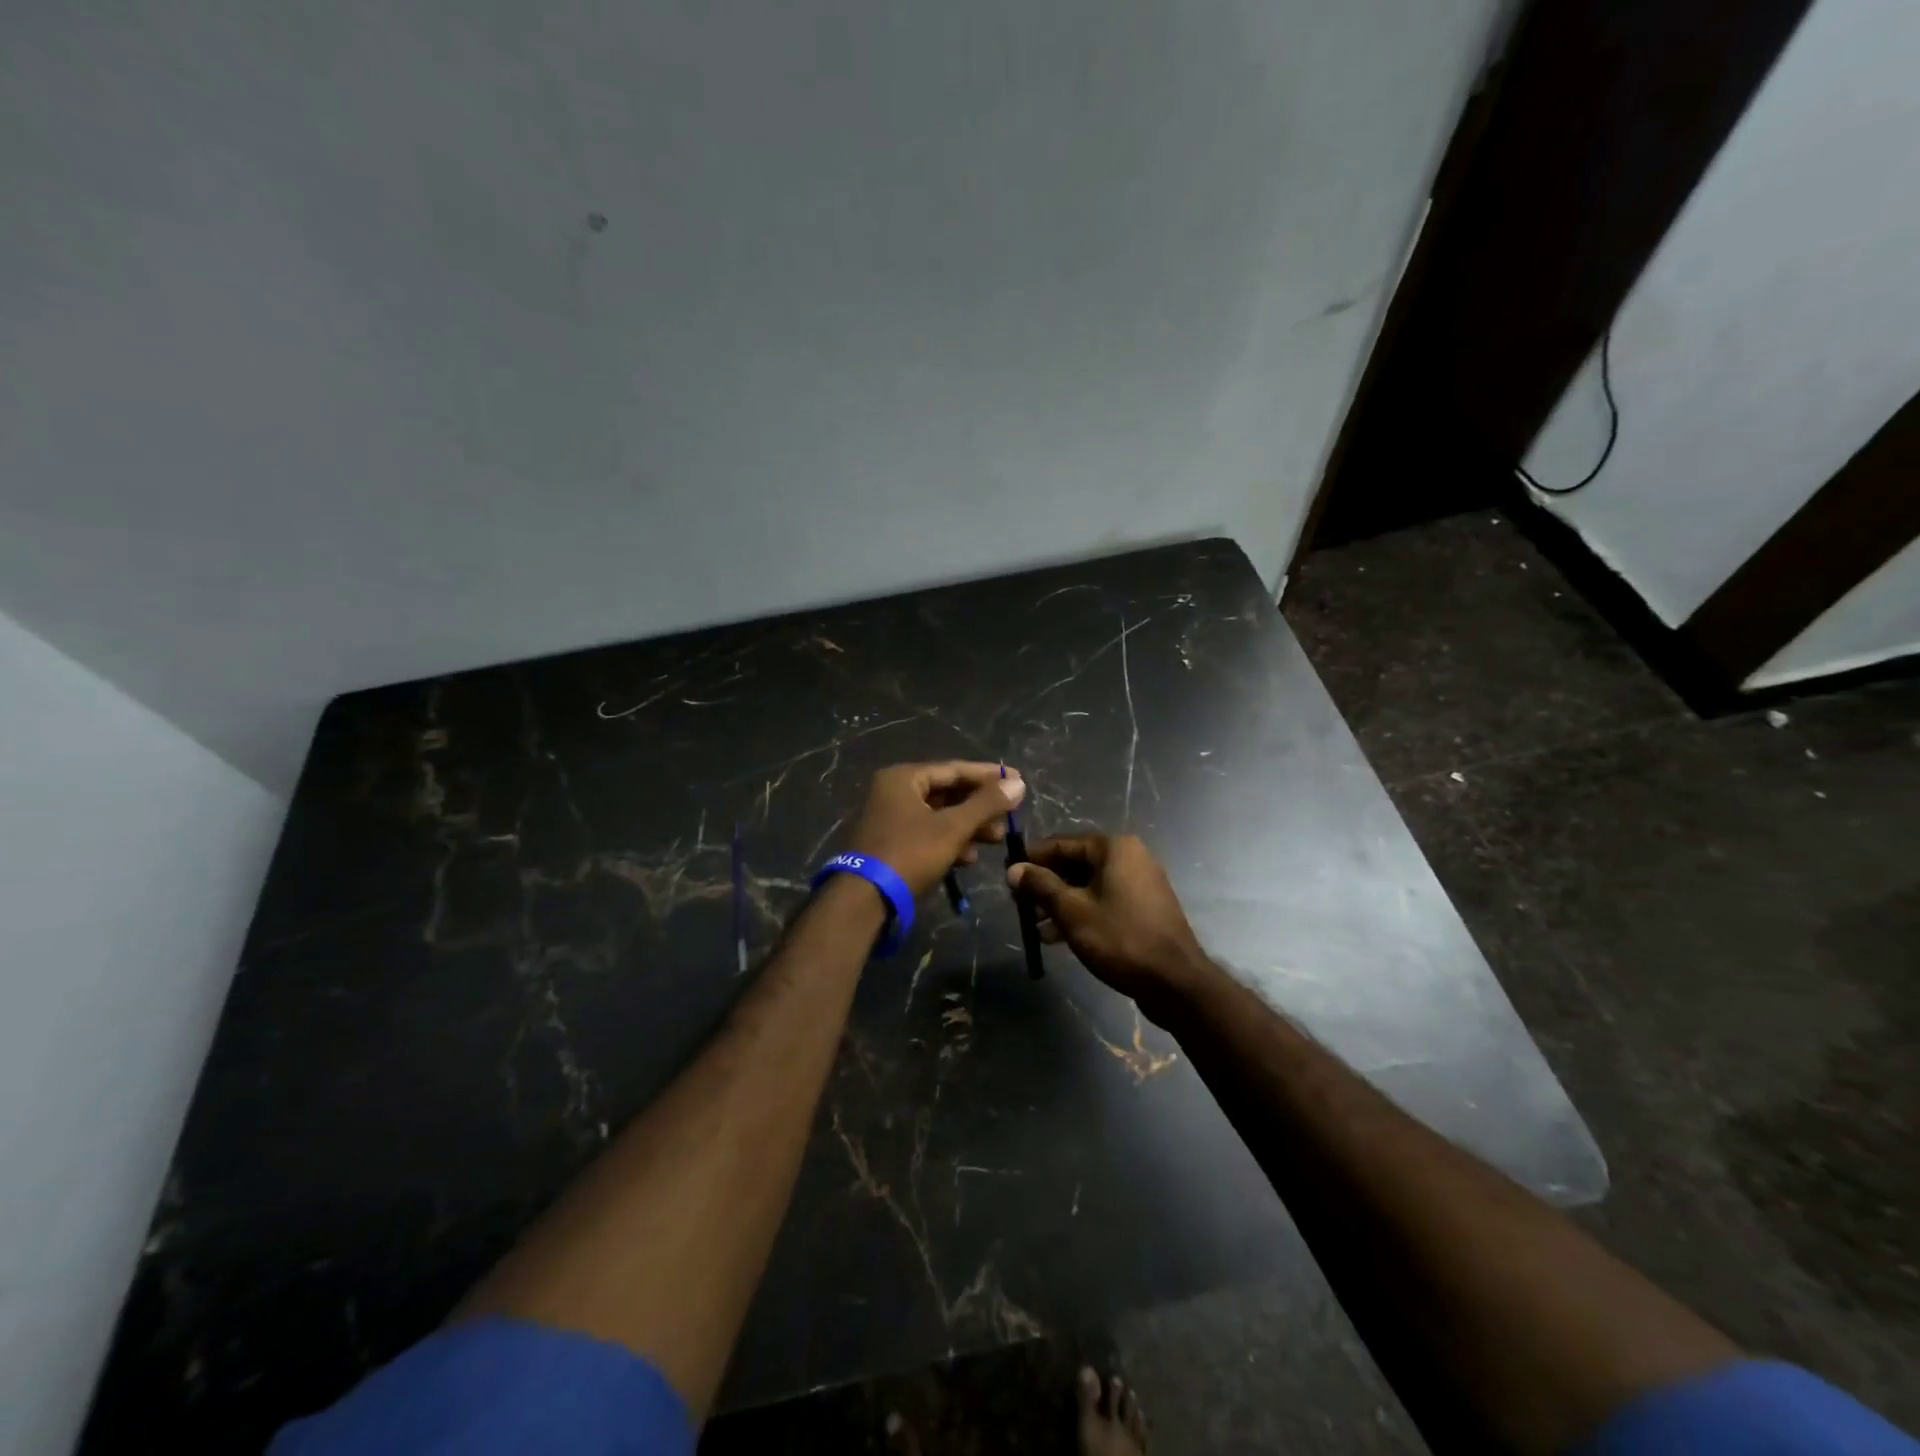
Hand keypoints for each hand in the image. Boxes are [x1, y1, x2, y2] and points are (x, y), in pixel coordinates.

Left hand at [843, 762, 1026, 897]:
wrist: (865, 899)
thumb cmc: (910, 854)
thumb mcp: (953, 828)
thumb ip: (986, 804)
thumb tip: (1018, 782)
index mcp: (904, 778)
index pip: (955, 769)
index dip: (989, 776)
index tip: (1018, 780)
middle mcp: (895, 792)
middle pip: (948, 793)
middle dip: (980, 807)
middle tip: (1008, 818)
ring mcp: (891, 819)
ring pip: (940, 816)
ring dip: (969, 827)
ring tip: (995, 839)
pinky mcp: (893, 844)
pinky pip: (929, 834)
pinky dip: (951, 842)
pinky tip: (969, 858)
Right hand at [1007, 834, 1208, 1011]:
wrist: (1175, 982)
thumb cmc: (1120, 938)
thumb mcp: (1072, 911)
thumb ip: (1041, 886)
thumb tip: (1013, 870)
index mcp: (1114, 848)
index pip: (1061, 843)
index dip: (1032, 859)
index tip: (1007, 874)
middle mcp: (1129, 857)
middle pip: (1075, 864)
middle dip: (1045, 885)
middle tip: (1019, 904)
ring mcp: (1139, 883)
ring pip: (1088, 885)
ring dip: (1059, 903)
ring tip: (1034, 926)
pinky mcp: (1143, 908)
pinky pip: (1103, 901)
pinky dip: (1080, 913)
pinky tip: (1056, 937)